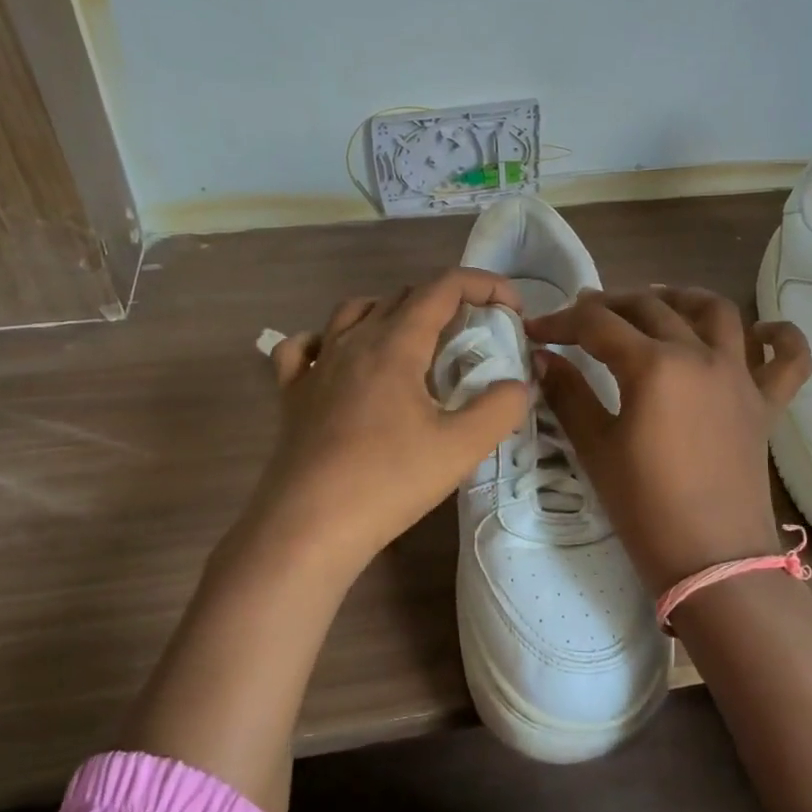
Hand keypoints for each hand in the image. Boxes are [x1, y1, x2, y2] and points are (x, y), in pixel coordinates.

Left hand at [249, 269, 530, 574]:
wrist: (308, 527)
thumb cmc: (388, 482)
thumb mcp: (461, 448)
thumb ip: (501, 409)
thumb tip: (519, 386)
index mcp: (396, 343)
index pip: (444, 287)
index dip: (484, 285)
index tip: (512, 309)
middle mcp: (353, 341)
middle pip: (403, 295)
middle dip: (446, 302)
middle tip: (473, 337)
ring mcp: (317, 365)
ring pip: (354, 311)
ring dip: (392, 313)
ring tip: (414, 343)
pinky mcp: (292, 393)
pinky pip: (304, 347)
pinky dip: (326, 340)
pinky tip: (338, 360)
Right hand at [526, 287, 811, 594]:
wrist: (711, 559)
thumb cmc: (644, 506)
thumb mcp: (595, 447)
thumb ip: (567, 394)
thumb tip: (542, 358)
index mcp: (654, 366)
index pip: (598, 325)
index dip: (561, 321)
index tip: (536, 331)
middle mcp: (700, 355)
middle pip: (650, 308)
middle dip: (609, 305)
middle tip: (582, 316)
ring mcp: (740, 377)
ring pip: (716, 312)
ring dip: (683, 298)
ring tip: (657, 302)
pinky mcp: (766, 404)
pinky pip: (788, 360)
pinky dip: (780, 338)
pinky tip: (762, 331)